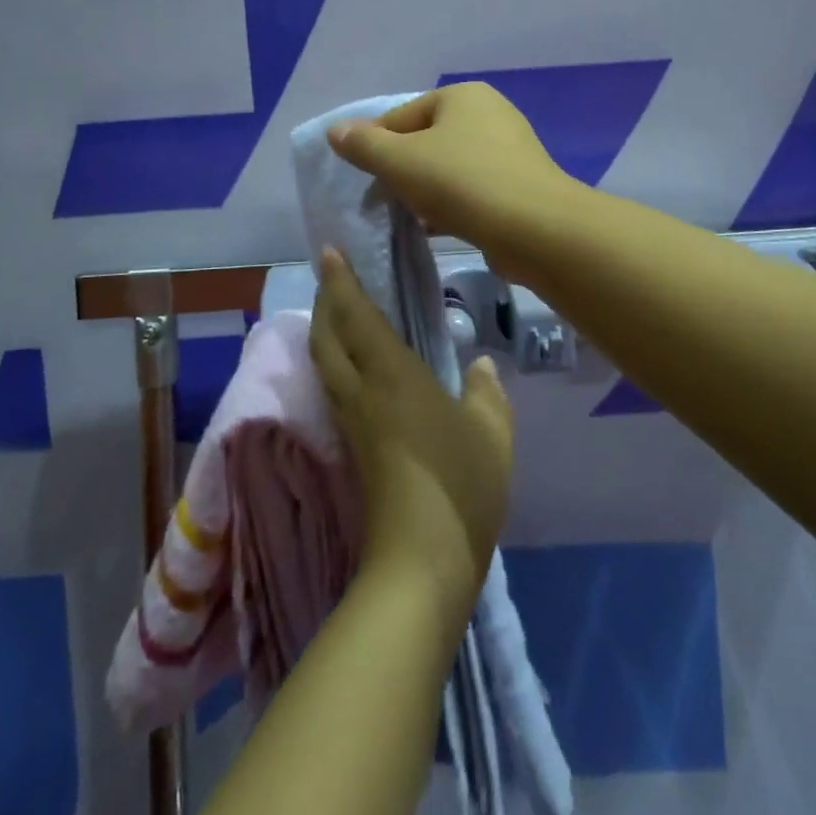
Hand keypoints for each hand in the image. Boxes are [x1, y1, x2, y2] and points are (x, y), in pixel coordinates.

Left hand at [309, 247, 513, 619]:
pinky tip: (352, 367)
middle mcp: (362, 392)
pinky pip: (334, 388)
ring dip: (324, 331)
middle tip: (329, 277)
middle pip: (328, 337)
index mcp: (391, 375)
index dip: (340, 282)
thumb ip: (486, 392)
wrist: (421, 563)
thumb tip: (479, 365)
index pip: (356, 316)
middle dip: (324, 302)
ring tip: (335, 313)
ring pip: (326, 363)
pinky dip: (334, 362)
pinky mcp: (354, 449)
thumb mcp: (491, 432)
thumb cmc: (459, 485)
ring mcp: (353, 423)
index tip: (328, 252)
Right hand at [326, 83, 575, 276]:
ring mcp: (508, 150)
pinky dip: (451, 205)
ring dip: (424, 192)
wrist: (535, 228)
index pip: (400, 117)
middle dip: (401, 172)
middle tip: (384, 203)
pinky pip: (471, 190)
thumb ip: (364, 145)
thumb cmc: (462, 183)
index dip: (375, 149)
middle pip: (425, 141)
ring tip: (409, 218)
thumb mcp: (401, 161)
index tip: (364, 183)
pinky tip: (437, 228)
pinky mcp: (518, 184)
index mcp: (461, 96)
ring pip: (448, 168)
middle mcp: (488, 113)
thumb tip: (335, 130)